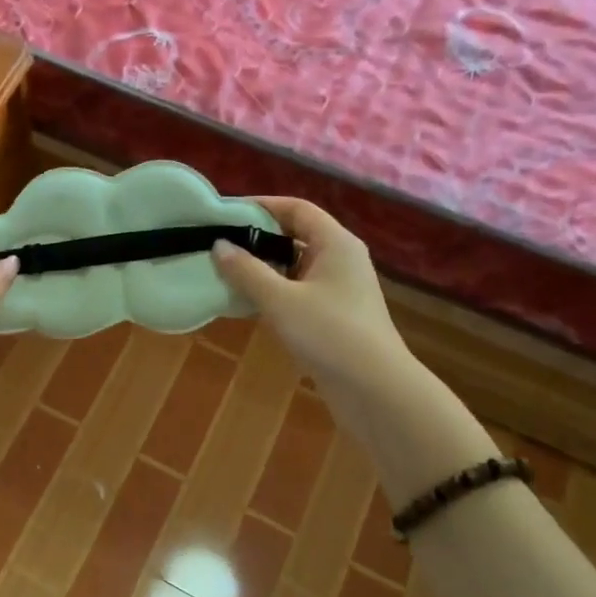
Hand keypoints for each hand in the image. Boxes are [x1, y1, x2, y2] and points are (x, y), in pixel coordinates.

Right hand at [212, 198, 409, 399]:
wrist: (375, 390)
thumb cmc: (329, 333)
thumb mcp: (280, 300)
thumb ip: (247, 271)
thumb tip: (219, 245)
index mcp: (335, 243)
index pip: (296, 208)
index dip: (262, 205)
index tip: (226, 213)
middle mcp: (341, 259)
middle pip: (295, 235)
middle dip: (258, 238)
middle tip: (219, 243)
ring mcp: (339, 290)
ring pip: (295, 266)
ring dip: (263, 268)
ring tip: (225, 272)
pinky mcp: (334, 316)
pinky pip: (298, 291)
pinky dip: (273, 292)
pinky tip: (247, 302)